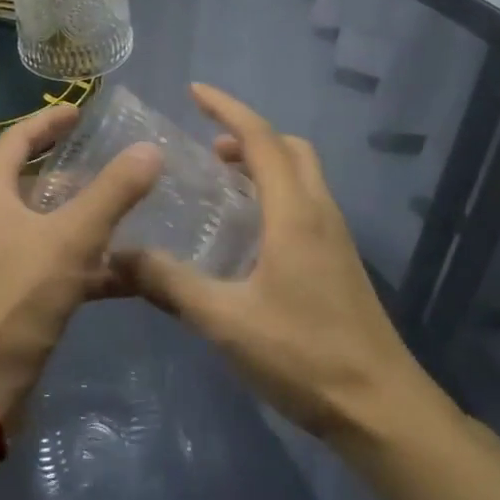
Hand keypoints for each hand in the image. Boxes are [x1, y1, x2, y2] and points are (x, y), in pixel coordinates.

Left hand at [0, 104, 160, 424]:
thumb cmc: (15, 297)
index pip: (17, 140)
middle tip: (111, 157)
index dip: (48, 122)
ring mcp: (0, 260)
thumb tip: (150, 149)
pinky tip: (130, 270)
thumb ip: (112, 193)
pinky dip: (89, 263)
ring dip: (85, 216)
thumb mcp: (70, 238)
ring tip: (130, 207)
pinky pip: (56, 265)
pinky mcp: (14, 296)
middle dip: (71, 168)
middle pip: (32, 180)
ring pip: (48, 225)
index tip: (80, 111)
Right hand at [110, 84, 438, 440]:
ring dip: (264, 162)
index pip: (261, 138)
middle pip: (288, 147)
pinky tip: (250, 231)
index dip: (227, 108)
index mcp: (294, 212)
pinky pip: (306, 200)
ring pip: (302, 174)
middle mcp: (319, 211)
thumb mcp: (226, 321)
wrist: (382, 409)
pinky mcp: (340, 259)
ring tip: (223, 182)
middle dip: (248, 134)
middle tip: (207, 149)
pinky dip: (276, 190)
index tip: (194, 91)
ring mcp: (336, 235)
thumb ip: (170, 284)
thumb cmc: (303, 356)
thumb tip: (117, 256)